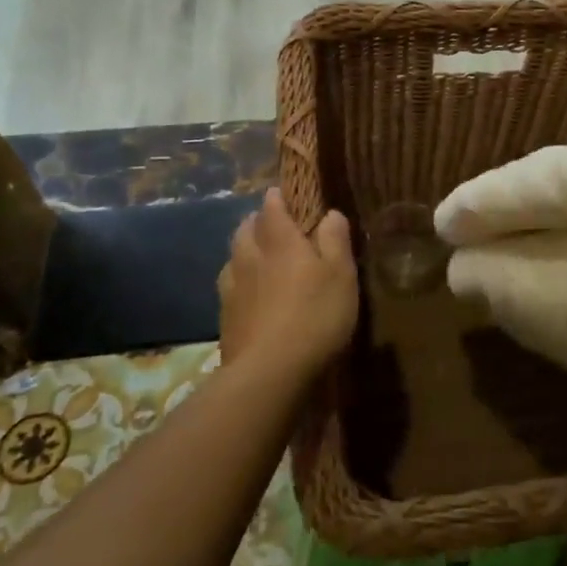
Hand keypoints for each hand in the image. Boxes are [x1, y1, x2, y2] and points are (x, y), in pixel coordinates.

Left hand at [216, 189, 356, 378]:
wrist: (270, 371)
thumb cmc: (316, 316)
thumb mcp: (341, 275)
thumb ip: (335, 241)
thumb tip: (330, 213)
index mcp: (281, 243)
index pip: (272, 209)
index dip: (276, 199)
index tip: (279, 193)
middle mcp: (251, 258)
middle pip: (245, 230)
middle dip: (255, 222)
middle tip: (267, 222)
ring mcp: (233, 288)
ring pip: (232, 257)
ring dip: (242, 250)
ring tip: (254, 254)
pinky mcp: (225, 318)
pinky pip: (229, 286)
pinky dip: (237, 280)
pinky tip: (246, 292)